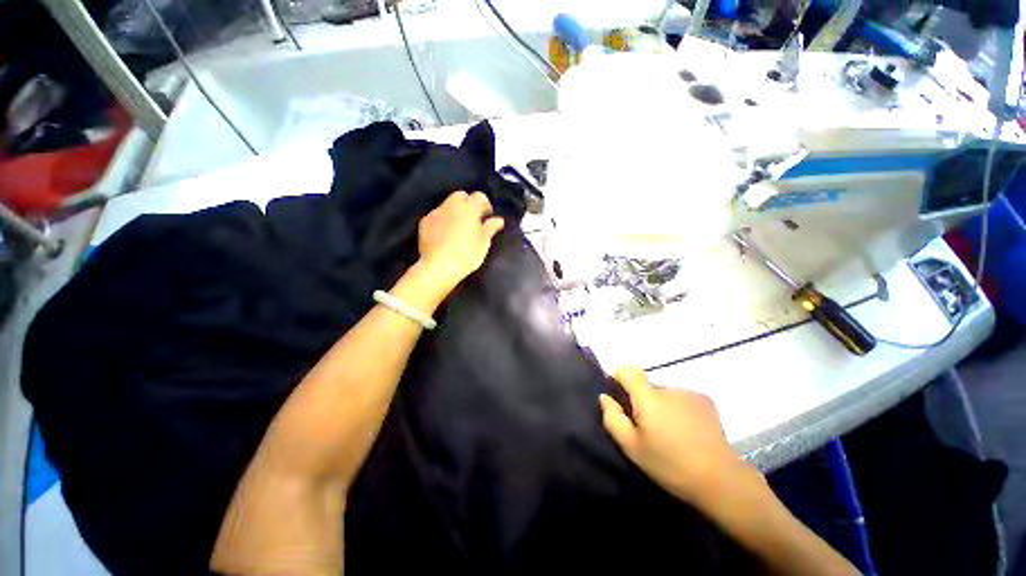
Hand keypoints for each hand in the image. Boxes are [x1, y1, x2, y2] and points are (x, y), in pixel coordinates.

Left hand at [418, 190, 504, 291]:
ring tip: (458, 229)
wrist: (439, 266)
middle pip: (461, 196)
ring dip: (455, 212)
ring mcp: (436, 213)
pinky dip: (443, 221)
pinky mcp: (425, 222)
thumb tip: (499, 220)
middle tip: (473, 221)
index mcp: (469, 208)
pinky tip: (445, 235)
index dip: (485, 205)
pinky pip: (437, 216)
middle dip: (468, 204)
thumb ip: (491, 228)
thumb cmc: (467, 254)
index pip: (479, 196)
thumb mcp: (484, 242)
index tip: (487, 217)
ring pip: (447, 205)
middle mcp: (451, 205)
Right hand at [600, 366, 748, 505]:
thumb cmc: (670, 465)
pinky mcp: (705, 401)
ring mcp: (689, 393)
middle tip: (649, 428)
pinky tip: (687, 431)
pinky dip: (678, 409)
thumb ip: (613, 418)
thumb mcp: (632, 448)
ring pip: (664, 394)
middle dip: (643, 400)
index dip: (620, 378)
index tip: (620, 397)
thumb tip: (605, 397)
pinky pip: (681, 398)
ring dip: (662, 406)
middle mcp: (668, 388)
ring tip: (671, 433)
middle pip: (646, 385)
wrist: (720, 480)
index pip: (628, 370)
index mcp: (649, 398)